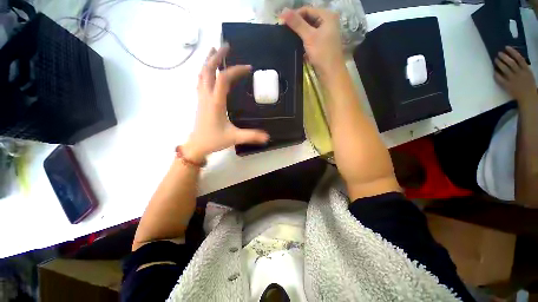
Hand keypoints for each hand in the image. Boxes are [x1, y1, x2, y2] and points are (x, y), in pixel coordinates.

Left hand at [183, 45, 269, 161]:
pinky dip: (205, 71)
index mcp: (216, 103)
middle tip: (226, 46)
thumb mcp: (234, 138)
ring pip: (202, 73)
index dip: (236, 71)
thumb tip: (267, 137)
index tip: (248, 68)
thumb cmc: (214, 140)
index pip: (224, 79)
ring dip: (208, 60)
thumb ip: (251, 136)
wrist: (197, 145)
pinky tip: (209, 69)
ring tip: (215, 49)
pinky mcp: (201, 100)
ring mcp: (202, 97)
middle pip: (208, 70)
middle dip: (217, 56)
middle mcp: (207, 96)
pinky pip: (201, 80)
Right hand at [281, 7, 343, 77]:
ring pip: (309, 30)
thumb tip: (283, 11)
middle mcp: (327, 22)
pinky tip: (296, 45)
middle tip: (284, 32)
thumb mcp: (309, 37)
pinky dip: (304, 41)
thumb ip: (297, 24)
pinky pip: (311, 38)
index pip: (307, 10)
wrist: (331, 73)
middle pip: (308, 19)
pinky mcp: (322, 44)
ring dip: (299, 34)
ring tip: (288, 38)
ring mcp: (325, 34)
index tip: (282, 23)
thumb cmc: (322, 53)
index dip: (294, 15)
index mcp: (327, 16)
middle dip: (296, 25)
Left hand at [494, 46, 536, 102]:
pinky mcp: (508, 86)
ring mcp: (513, 79)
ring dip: (499, 64)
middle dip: (504, 57)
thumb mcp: (528, 74)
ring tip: (495, 60)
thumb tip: (514, 58)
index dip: (512, 52)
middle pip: (511, 62)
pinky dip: (496, 75)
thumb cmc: (528, 84)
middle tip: (498, 53)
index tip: (506, 47)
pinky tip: (494, 71)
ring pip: (505, 69)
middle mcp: (520, 73)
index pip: (519, 58)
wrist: (528, 97)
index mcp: (526, 69)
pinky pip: (500, 79)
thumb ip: (522, 67)